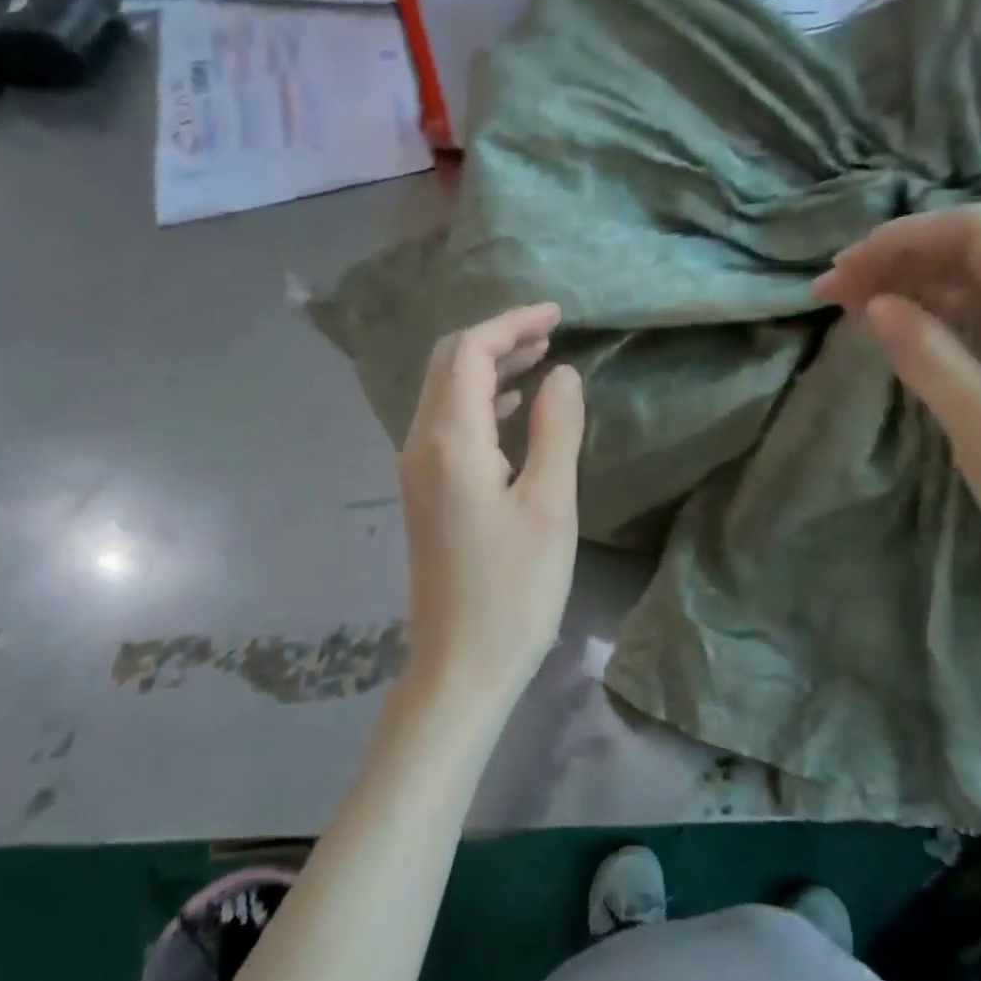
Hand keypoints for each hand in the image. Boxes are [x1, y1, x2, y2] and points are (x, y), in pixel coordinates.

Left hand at [398, 304, 585, 703]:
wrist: (460, 666)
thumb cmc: (514, 589)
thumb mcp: (550, 504)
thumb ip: (557, 429)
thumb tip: (562, 373)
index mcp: (449, 440)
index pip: (470, 352)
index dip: (512, 323)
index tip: (558, 314)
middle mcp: (421, 445)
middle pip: (450, 365)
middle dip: (498, 339)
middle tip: (551, 332)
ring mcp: (418, 470)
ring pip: (447, 394)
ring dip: (491, 369)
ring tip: (542, 360)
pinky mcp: (426, 493)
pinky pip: (449, 426)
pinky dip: (483, 403)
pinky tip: (517, 410)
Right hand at [816, 207, 980, 622]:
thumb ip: (929, 358)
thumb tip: (871, 303)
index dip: (903, 240)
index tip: (842, 270)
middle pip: (974, 254)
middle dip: (898, 261)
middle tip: (829, 291)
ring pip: (972, 284)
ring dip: (908, 286)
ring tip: (844, 302)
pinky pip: (980, 320)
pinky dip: (930, 316)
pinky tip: (891, 324)